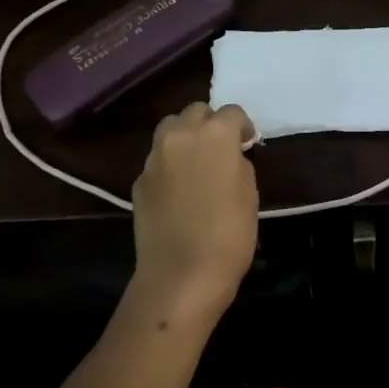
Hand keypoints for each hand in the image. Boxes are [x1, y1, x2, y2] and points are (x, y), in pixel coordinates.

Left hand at [129, 103, 258, 322]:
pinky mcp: (139, 181)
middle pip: (195, 111)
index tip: (247, 144)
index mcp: (215, 134)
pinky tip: (178, 190)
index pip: (232, 111)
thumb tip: (229, 156)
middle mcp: (181, 136)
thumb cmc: (229, 234)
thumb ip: (238, 162)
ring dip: (185, 137)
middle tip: (220, 148)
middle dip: (210, 122)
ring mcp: (155, 158)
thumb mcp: (249, 193)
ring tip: (195, 162)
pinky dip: (169, 164)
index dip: (242, 126)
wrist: (181, 276)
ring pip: (170, 129)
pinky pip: (157, 160)